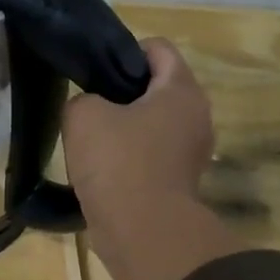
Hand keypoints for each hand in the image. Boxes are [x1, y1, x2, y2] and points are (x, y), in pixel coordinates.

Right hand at [63, 38, 214, 222]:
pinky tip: (103, 171)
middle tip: (90, 107)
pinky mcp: (180, 183)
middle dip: (124, 94)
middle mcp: (197, 116)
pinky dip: (130, 159)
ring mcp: (192, 153)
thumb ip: (82, 98)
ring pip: (154, 125)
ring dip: (126, 129)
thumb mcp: (83, 116)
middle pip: (158, 89)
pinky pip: (151, 157)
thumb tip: (90, 110)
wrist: (141, 231)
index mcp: (181, 90)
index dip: (124, 52)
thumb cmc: (117, 162)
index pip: (158, 49)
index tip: (96, 73)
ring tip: (92, 142)